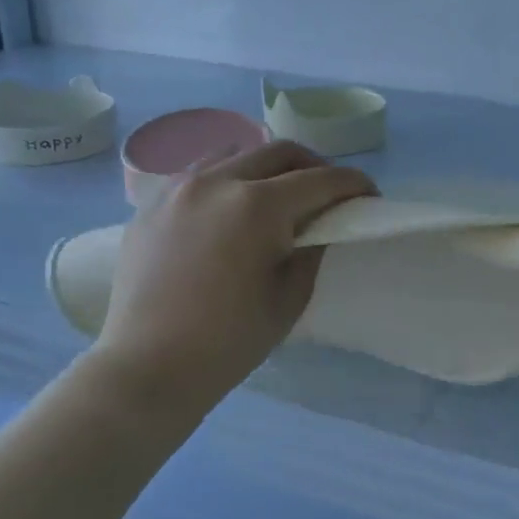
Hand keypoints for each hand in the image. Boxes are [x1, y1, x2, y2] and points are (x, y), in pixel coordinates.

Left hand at [93, 141, 375, 404]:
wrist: (148, 366)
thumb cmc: (230, 340)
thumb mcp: (291, 297)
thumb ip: (313, 250)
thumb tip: (320, 226)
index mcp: (257, 206)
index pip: (320, 180)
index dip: (353, 184)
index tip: (369, 195)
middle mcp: (217, 181)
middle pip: (280, 152)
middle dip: (314, 166)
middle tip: (328, 193)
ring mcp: (178, 188)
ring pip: (236, 153)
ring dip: (268, 167)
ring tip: (278, 195)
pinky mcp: (151, 203)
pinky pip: (199, 173)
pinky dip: (228, 179)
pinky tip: (231, 209)